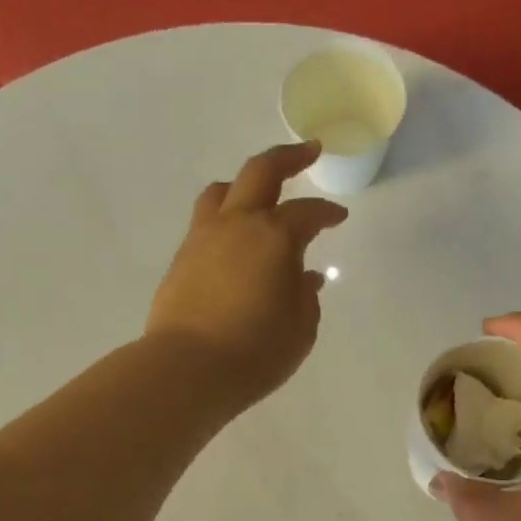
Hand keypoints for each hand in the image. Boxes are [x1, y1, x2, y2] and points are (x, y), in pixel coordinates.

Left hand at [147, 142, 347, 410]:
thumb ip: (305, 296)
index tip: (339, 217)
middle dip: (288, 157)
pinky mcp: (181, 259)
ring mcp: (203, 238)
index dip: (327, 213)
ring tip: (259, 194)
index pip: (308, 213)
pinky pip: (205, 222)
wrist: (187, 368)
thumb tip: (304, 277)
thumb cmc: (255, 351)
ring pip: (223, 191)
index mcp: (274, 236)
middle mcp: (237, 225)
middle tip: (307, 151)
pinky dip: (225, 218)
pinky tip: (235, 241)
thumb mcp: (300, 329)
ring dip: (246, 184)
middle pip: (261, 171)